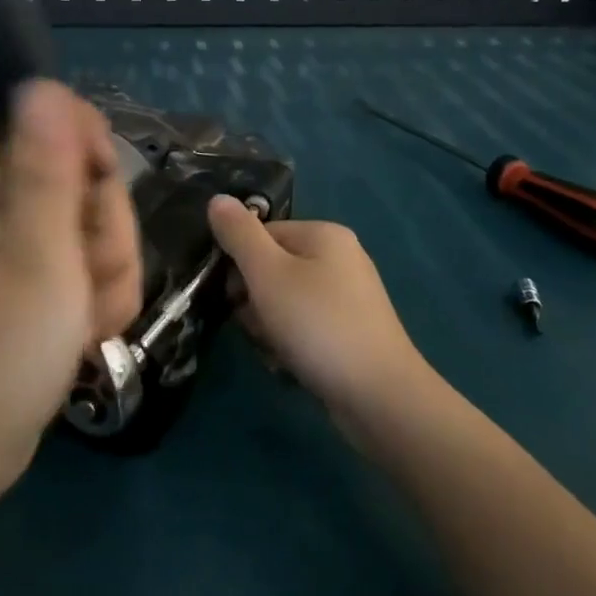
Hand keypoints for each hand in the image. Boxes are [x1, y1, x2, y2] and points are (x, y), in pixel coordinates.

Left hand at [0, 83, 140, 500]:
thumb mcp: (37, 255)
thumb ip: (47, 168)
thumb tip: (40, 83)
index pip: (24, 114)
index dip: (71, 130)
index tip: (101, 172)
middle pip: (69, 172)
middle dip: (100, 222)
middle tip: (89, 271)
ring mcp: (12, 251)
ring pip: (87, 224)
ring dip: (106, 268)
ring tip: (86, 317)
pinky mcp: (31, 285)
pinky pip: (83, 265)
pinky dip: (95, 296)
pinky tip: (85, 334)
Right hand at [207, 197, 438, 435]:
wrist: (379, 396)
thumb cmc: (318, 325)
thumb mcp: (268, 274)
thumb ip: (239, 235)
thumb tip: (216, 199)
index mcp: (324, 234)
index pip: (261, 235)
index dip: (239, 265)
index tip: (234, 298)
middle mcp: (341, 257)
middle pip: (272, 268)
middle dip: (255, 301)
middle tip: (259, 327)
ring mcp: (349, 296)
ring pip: (285, 302)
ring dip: (270, 327)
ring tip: (277, 352)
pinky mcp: (351, 331)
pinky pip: (305, 327)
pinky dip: (292, 344)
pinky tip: (292, 366)